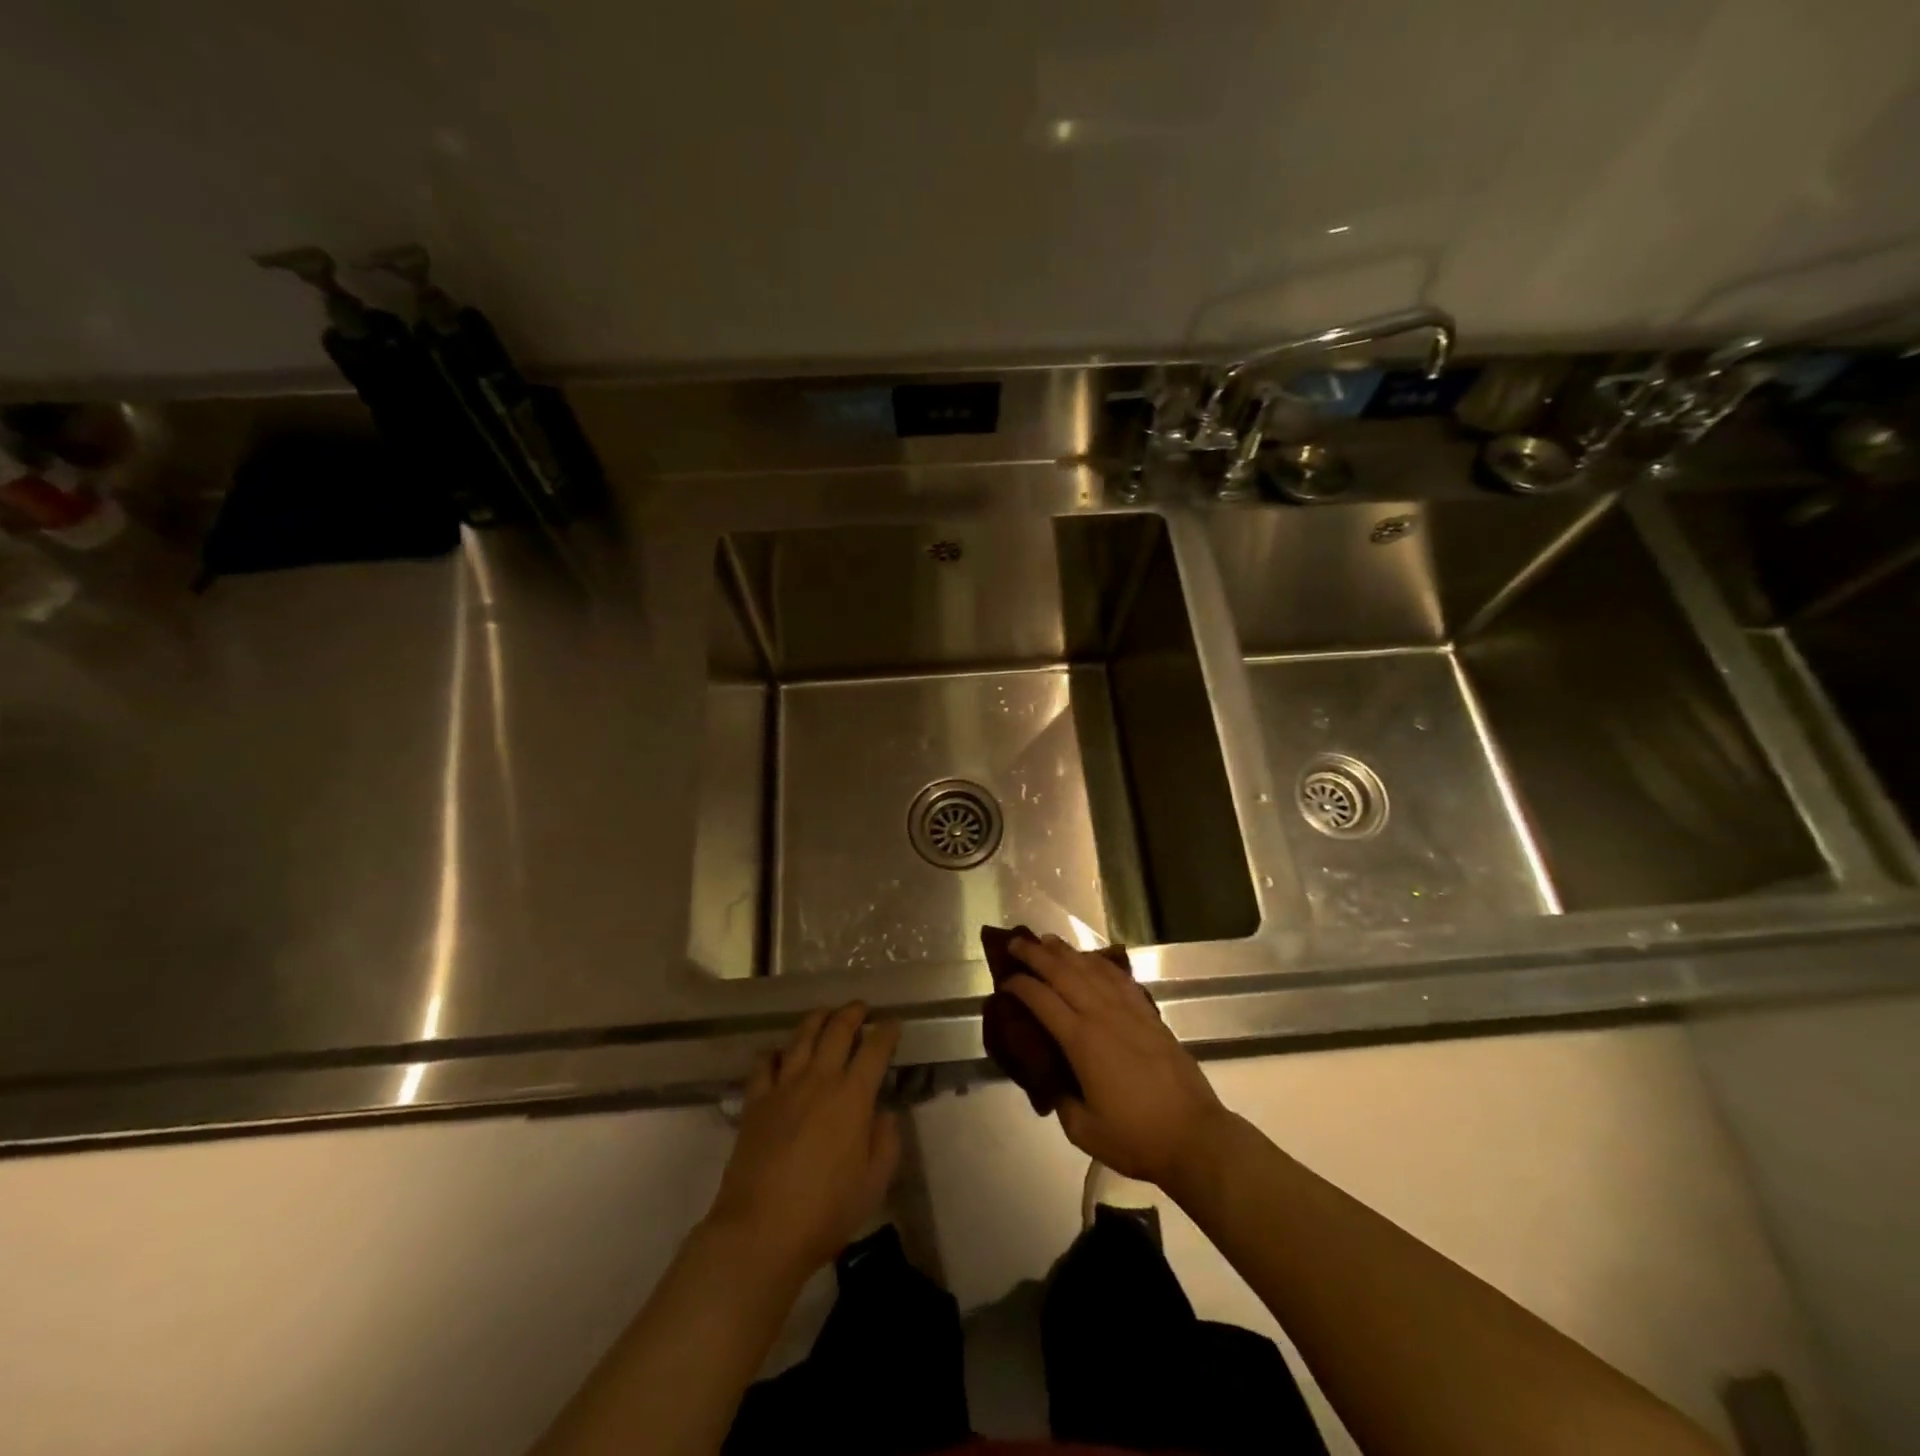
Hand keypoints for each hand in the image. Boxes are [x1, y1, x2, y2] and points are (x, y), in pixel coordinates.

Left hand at [704, 1004, 901, 1281]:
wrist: (760, 1231)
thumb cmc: (825, 1212)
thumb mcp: (873, 1183)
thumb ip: (886, 1142)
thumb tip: (884, 1113)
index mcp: (853, 1096)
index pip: (875, 1049)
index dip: (887, 1031)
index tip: (893, 1023)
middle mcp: (819, 1080)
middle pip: (837, 1030)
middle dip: (852, 1013)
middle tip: (861, 1007)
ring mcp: (783, 1087)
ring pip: (801, 1037)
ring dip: (817, 1019)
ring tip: (825, 1013)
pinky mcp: (755, 1102)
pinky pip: (764, 1064)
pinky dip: (775, 1052)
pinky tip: (779, 1053)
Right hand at [1003, 934, 1229, 1189]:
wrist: (1194, 1136)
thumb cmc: (1136, 1137)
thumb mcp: (1083, 1130)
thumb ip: (1061, 1099)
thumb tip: (1052, 1079)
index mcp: (1081, 1041)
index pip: (1042, 1000)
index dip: (1019, 986)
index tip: (1004, 980)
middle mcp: (1102, 1015)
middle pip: (1063, 973)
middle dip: (1036, 955)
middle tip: (1016, 944)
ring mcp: (1128, 1011)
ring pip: (1091, 969)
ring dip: (1066, 952)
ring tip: (1047, 940)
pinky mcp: (1149, 1015)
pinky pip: (1119, 978)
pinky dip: (1100, 963)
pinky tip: (1091, 959)